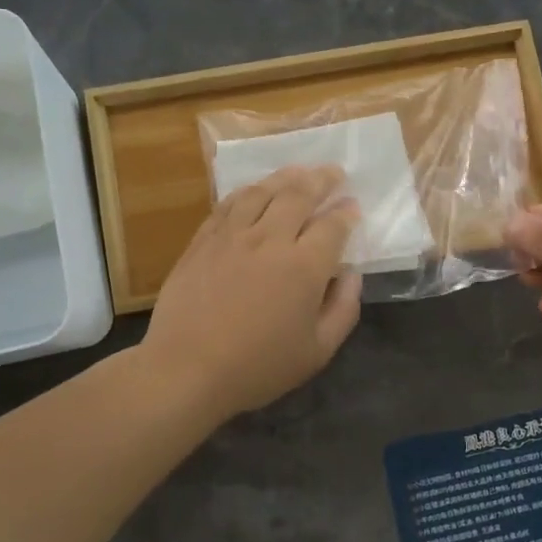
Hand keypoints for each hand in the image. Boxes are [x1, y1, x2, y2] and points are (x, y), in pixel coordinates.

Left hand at [142, 165, 362, 422]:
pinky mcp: (203, 241)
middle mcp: (270, 240)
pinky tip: (255, 190)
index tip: (354, 208)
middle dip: (322, 180)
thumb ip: (343, 309)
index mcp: (305, 267)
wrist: (187, 370)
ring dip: (286, 177)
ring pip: (263, 191)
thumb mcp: (318, 351)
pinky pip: (229, 204)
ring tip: (300, 171)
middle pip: (300, 195)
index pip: (333, 226)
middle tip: (334, 173)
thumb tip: (351, 274)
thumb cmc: (258, 367)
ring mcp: (232, 236)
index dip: (347, 213)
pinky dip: (248, 191)